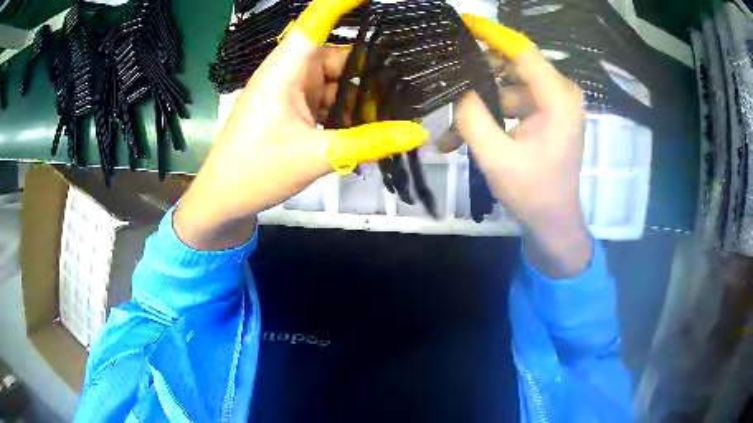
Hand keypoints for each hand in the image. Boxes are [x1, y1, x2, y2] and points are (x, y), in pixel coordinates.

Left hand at [175, 0, 425, 250]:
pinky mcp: (290, 111)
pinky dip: (344, 111)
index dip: (343, 4)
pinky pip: (325, 101)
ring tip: (391, 115)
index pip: (316, 21)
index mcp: (285, 70)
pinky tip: (365, 128)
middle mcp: (288, 73)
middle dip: (368, 71)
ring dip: (357, 96)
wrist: (223, 199)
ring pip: (333, 81)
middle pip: (335, 56)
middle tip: (405, 89)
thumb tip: (418, 132)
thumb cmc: (257, 171)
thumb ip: (369, 142)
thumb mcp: (316, 156)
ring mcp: (289, 93)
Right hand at [455, 15, 591, 277]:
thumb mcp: (496, 157)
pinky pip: (512, 103)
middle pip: (513, 65)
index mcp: (559, 99)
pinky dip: (489, 116)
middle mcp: (560, 93)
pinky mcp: (544, 114)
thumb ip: (473, 117)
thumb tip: (459, 89)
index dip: (491, 34)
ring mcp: (552, 104)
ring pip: (507, 86)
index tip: (462, 22)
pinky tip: (459, 136)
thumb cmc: (533, 192)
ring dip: (478, 103)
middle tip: (445, 73)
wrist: (553, 221)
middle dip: (478, 71)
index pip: (522, 51)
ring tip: (447, 124)